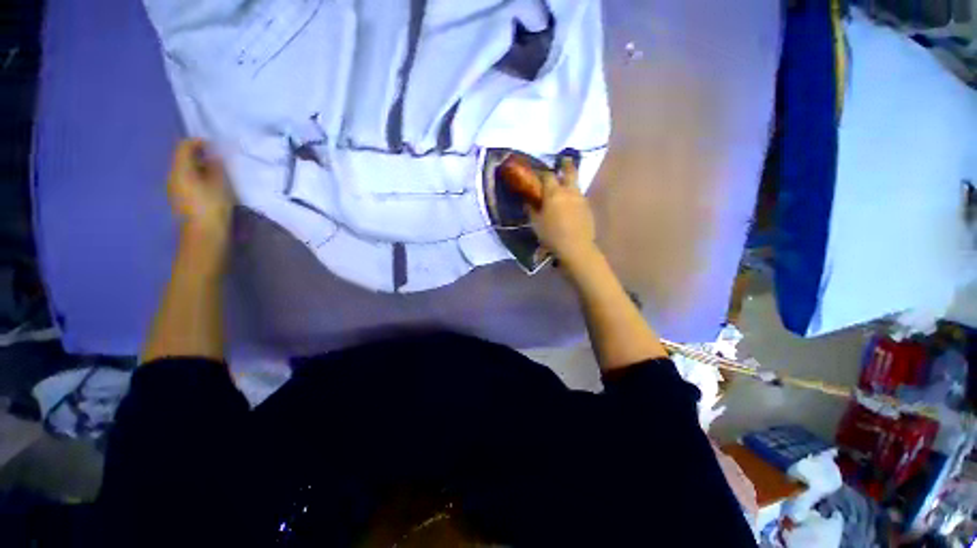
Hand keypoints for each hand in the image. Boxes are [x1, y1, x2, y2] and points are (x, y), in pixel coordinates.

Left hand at [167, 139, 234, 252]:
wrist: (204, 235)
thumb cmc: (213, 207)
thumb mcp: (220, 184)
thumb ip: (216, 167)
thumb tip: (215, 155)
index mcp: (180, 170)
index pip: (184, 147)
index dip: (199, 142)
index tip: (215, 145)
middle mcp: (172, 176)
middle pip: (183, 158)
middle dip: (200, 155)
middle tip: (219, 159)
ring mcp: (174, 189)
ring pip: (185, 171)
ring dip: (199, 168)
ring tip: (218, 173)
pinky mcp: (179, 200)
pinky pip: (186, 181)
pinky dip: (197, 178)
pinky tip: (211, 186)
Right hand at [528, 157, 596, 262]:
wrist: (575, 247)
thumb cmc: (551, 235)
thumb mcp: (536, 223)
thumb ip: (531, 209)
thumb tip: (528, 201)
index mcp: (554, 193)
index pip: (547, 175)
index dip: (541, 172)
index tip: (537, 173)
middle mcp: (569, 191)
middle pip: (569, 171)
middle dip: (566, 164)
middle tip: (563, 160)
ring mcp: (581, 198)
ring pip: (576, 184)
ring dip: (570, 182)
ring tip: (565, 187)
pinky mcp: (588, 208)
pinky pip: (580, 197)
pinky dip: (574, 196)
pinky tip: (571, 205)